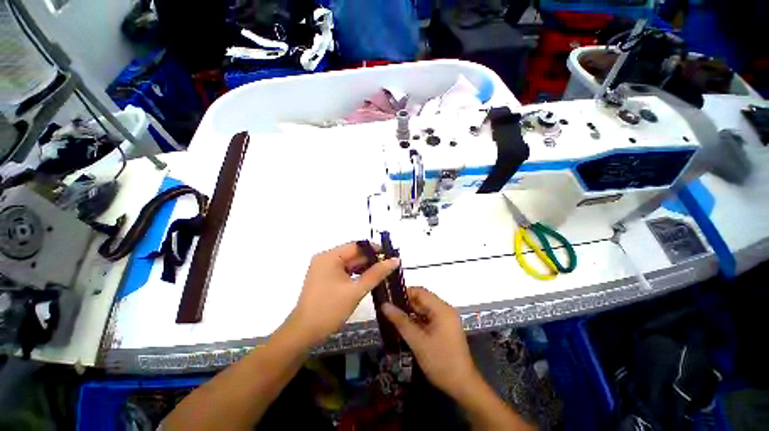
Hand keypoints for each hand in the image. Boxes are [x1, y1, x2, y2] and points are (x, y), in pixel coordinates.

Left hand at [286, 242, 398, 346]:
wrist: (304, 333)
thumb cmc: (330, 309)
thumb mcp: (356, 290)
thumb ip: (376, 274)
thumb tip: (395, 260)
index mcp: (330, 256)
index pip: (357, 245)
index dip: (374, 249)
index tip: (390, 256)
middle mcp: (325, 258)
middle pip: (353, 254)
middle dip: (370, 260)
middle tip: (388, 267)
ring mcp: (323, 268)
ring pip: (349, 263)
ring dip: (364, 268)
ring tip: (381, 274)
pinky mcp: (324, 278)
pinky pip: (343, 271)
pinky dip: (355, 274)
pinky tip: (367, 280)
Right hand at [382, 287, 478, 399]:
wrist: (462, 385)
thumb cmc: (440, 362)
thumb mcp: (418, 342)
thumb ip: (401, 321)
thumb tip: (385, 305)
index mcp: (441, 309)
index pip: (420, 291)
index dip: (404, 293)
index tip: (388, 299)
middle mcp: (445, 310)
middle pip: (422, 300)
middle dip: (405, 304)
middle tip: (388, 310)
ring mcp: (446, 319)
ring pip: (424, 309)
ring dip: (410, 313)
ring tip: (392, 318)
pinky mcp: (444, 328)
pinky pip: (428, 318)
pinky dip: (417, 321)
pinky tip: (404, 327)